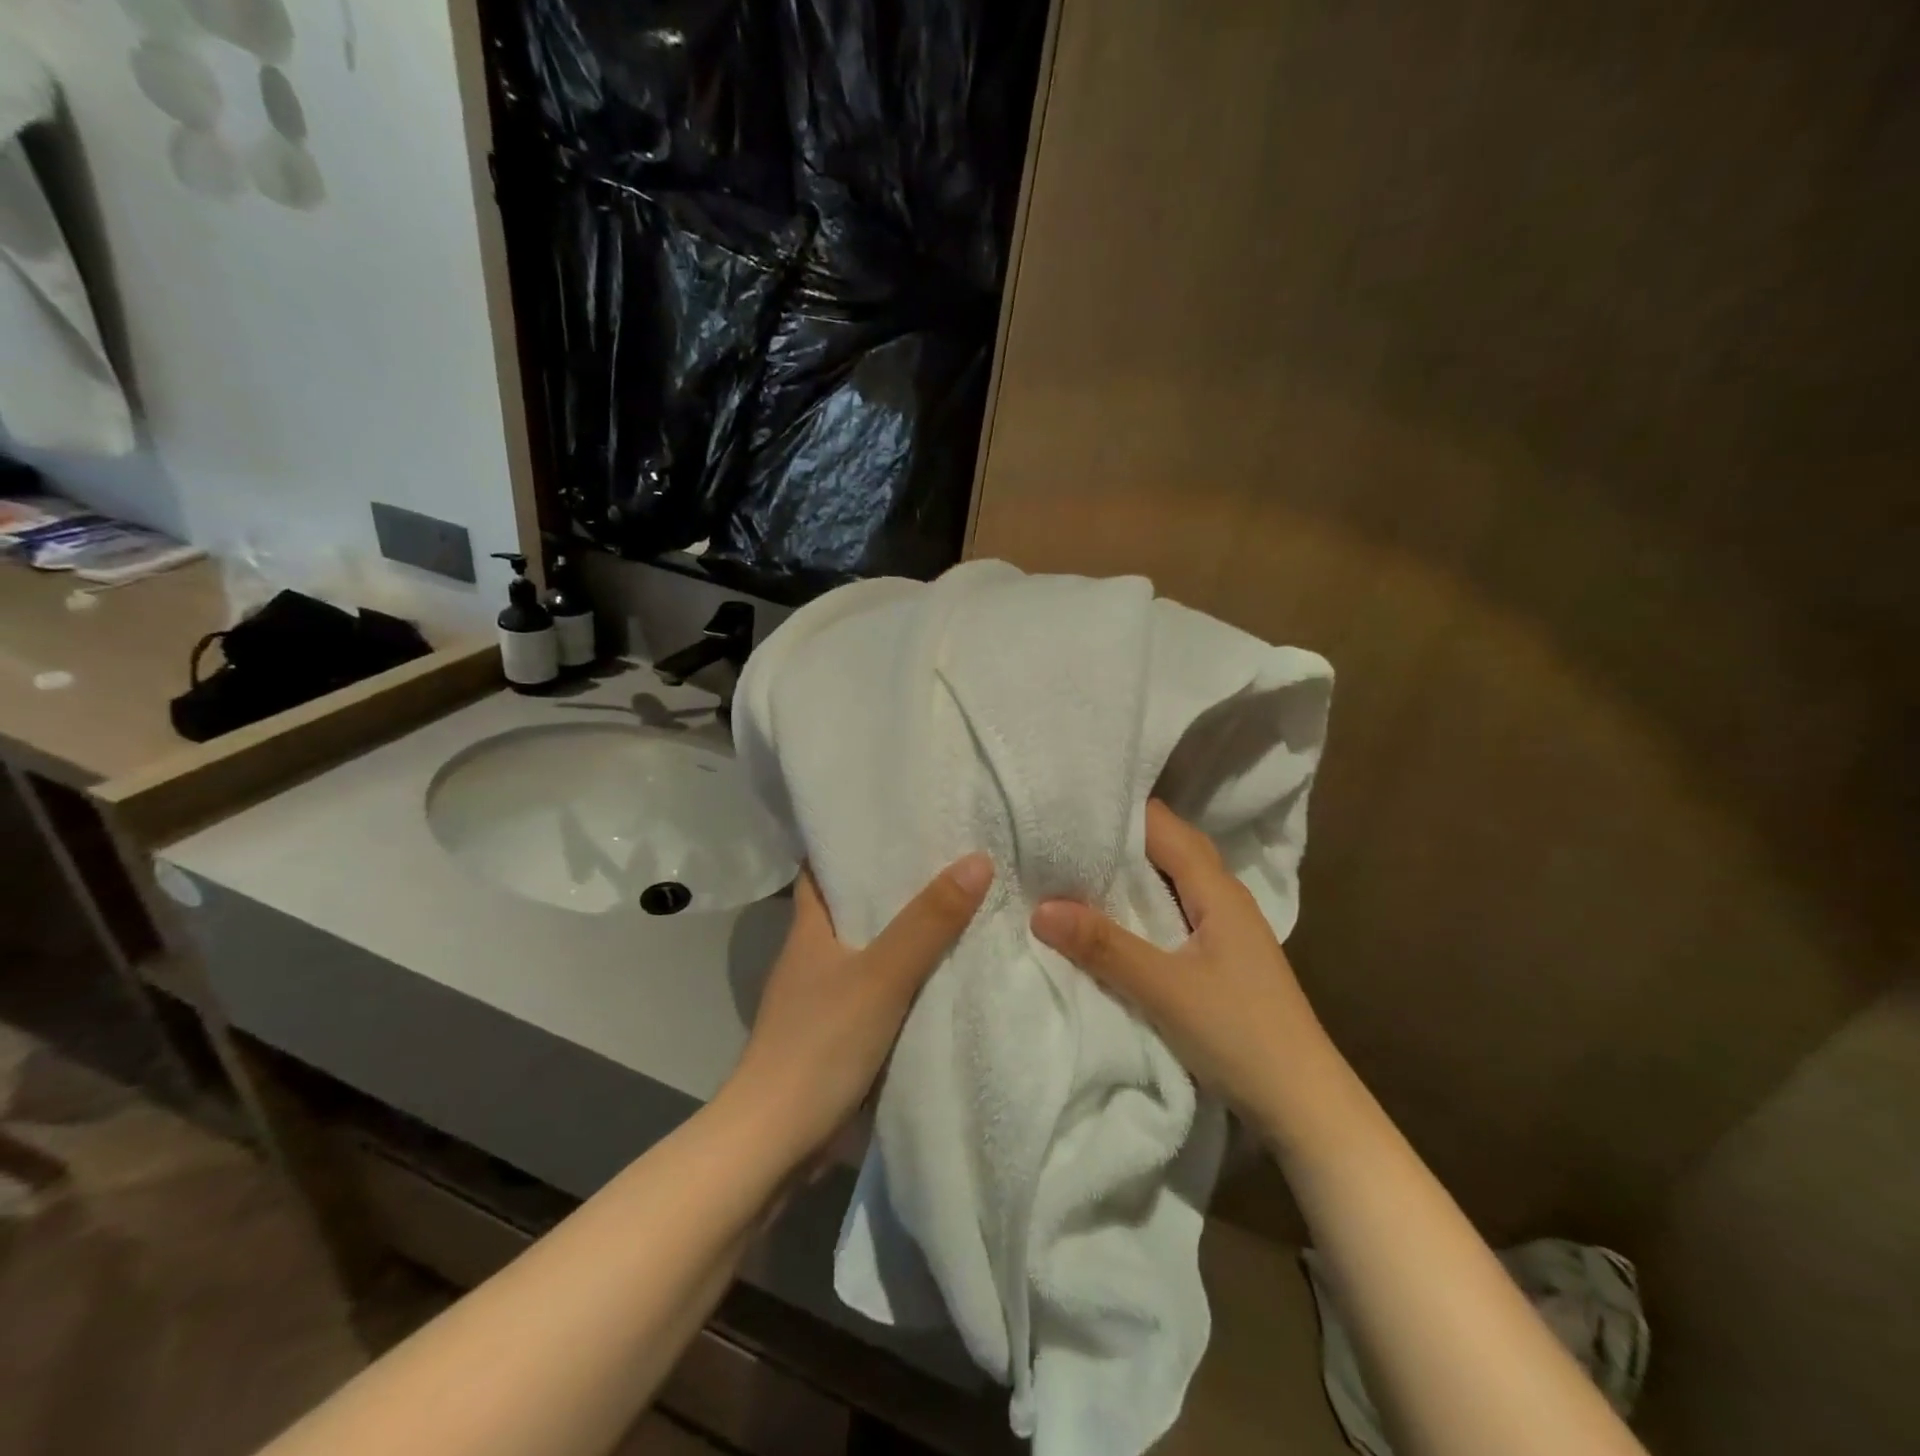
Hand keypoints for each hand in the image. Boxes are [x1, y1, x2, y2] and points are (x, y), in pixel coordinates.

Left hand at [723, 855, 992, 1167]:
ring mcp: (824, 997)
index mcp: (809, 928)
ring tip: (959, 903)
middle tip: (949, 854)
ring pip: (869, 949)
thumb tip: (977, 859)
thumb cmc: (820, 1043)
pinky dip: (907, 977)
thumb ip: (929, 921)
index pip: (821, 867)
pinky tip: (945, 971)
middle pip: (853, 905)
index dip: (850, 841)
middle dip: (894, 883)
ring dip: (905, 932)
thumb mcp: (882, 975)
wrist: (776, 1142)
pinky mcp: (838, 1033)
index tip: (894, 819)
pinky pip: (880, 989)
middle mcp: (813, 955)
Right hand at [1030, 801, 1326, 1130]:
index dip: (1119, 811)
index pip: (1163, 826)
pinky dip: (1142, 903)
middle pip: (1170, 847)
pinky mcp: (1220, 957)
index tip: (1067, 805)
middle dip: (1120, 837)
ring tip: (1075, 866)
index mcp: (1217, 890)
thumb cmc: (1240, 1035)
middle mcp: (1224, 898)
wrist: (1303, 1104)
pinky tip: (1114, 917)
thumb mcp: (1164, 989)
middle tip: (1062, 833)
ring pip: (1172, 880)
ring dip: (1131, 871)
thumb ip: (1104, 946)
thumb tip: (1040, 908)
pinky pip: (1174, 910)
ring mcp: (1225, 928)